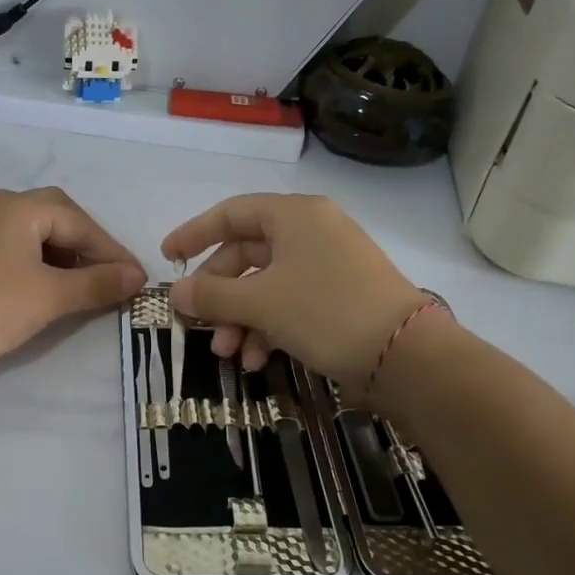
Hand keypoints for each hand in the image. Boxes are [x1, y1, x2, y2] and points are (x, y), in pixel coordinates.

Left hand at [0, 188, 145, 376]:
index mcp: (18, 207)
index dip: (111, 250)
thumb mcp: (49, 297)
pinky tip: (42, 288)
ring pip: (32, 232)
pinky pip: (11, 247)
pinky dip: (36, 262)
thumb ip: (96, 283)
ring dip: (61, 254)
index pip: (79, 222)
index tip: (136, 279)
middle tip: (108, 274)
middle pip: (55, 216)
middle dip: (86, 245)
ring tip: (80, 285)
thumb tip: (136, 276)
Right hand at [164, 194, 438, 388]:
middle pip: (246, 254)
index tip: (168, 259)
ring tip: (228, 353)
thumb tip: (176, 293)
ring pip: (266, 285)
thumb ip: (212, 295)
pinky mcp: (339, 298)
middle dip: (219, 294)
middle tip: (198, 324)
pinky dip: (268, 328)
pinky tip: (257, 360)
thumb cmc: (326, 311)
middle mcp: (311, 232)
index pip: (231, 213)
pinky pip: (289, 303)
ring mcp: (328, 266)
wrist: (407, 357)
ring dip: (240, 318)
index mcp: (294, 216)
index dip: (195, 234)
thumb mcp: (261, 303)